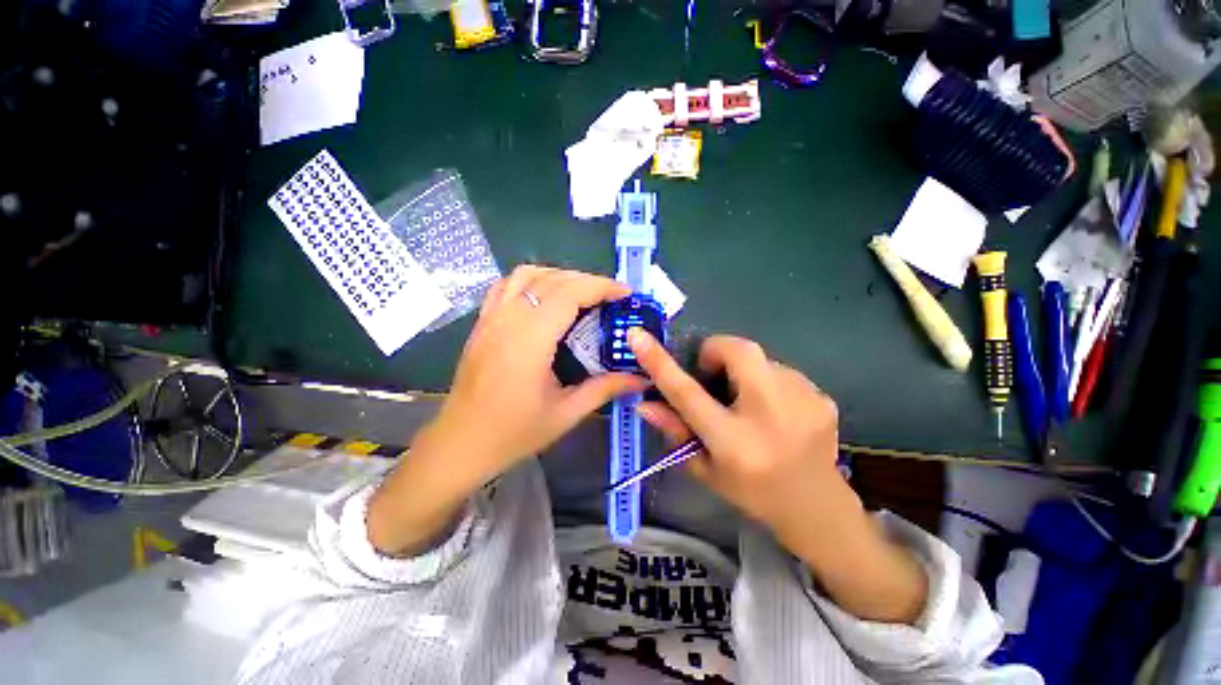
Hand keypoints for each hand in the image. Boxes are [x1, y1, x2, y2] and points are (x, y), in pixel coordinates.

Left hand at [417, 266, 647, 484]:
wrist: (460, 444)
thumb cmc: (513, 433)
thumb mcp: (566, 413)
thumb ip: (605, 389)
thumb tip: (640, 378)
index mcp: (530, 341)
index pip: (569, 294)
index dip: (601, 287)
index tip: (626, 294)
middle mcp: (508, 320)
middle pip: (552, 280)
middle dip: (588, 281)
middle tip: (611, 298)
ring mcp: (491, 318)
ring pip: (527, 275)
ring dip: (559, 276)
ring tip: (581, 294)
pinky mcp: (482, 323)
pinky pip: (506, 285)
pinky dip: (531, 281)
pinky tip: (545, 297)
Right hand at [627, 331, 926, 623]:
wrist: (818, 509)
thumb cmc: (752, 492)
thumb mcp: (705, 468)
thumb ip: (675, 431)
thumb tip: (644, 403)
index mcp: (734, 441)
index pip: (687, 393)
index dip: (659, 362)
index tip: (638, 336)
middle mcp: (770, 415)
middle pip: (739, 351)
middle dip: (717, 351)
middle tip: (712, 375)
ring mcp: (803, 402)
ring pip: (761, 358)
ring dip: (744, 371)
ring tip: (747, 402)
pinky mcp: (822, 397)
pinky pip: (781, 371)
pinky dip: (767, 381)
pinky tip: (774, 410)